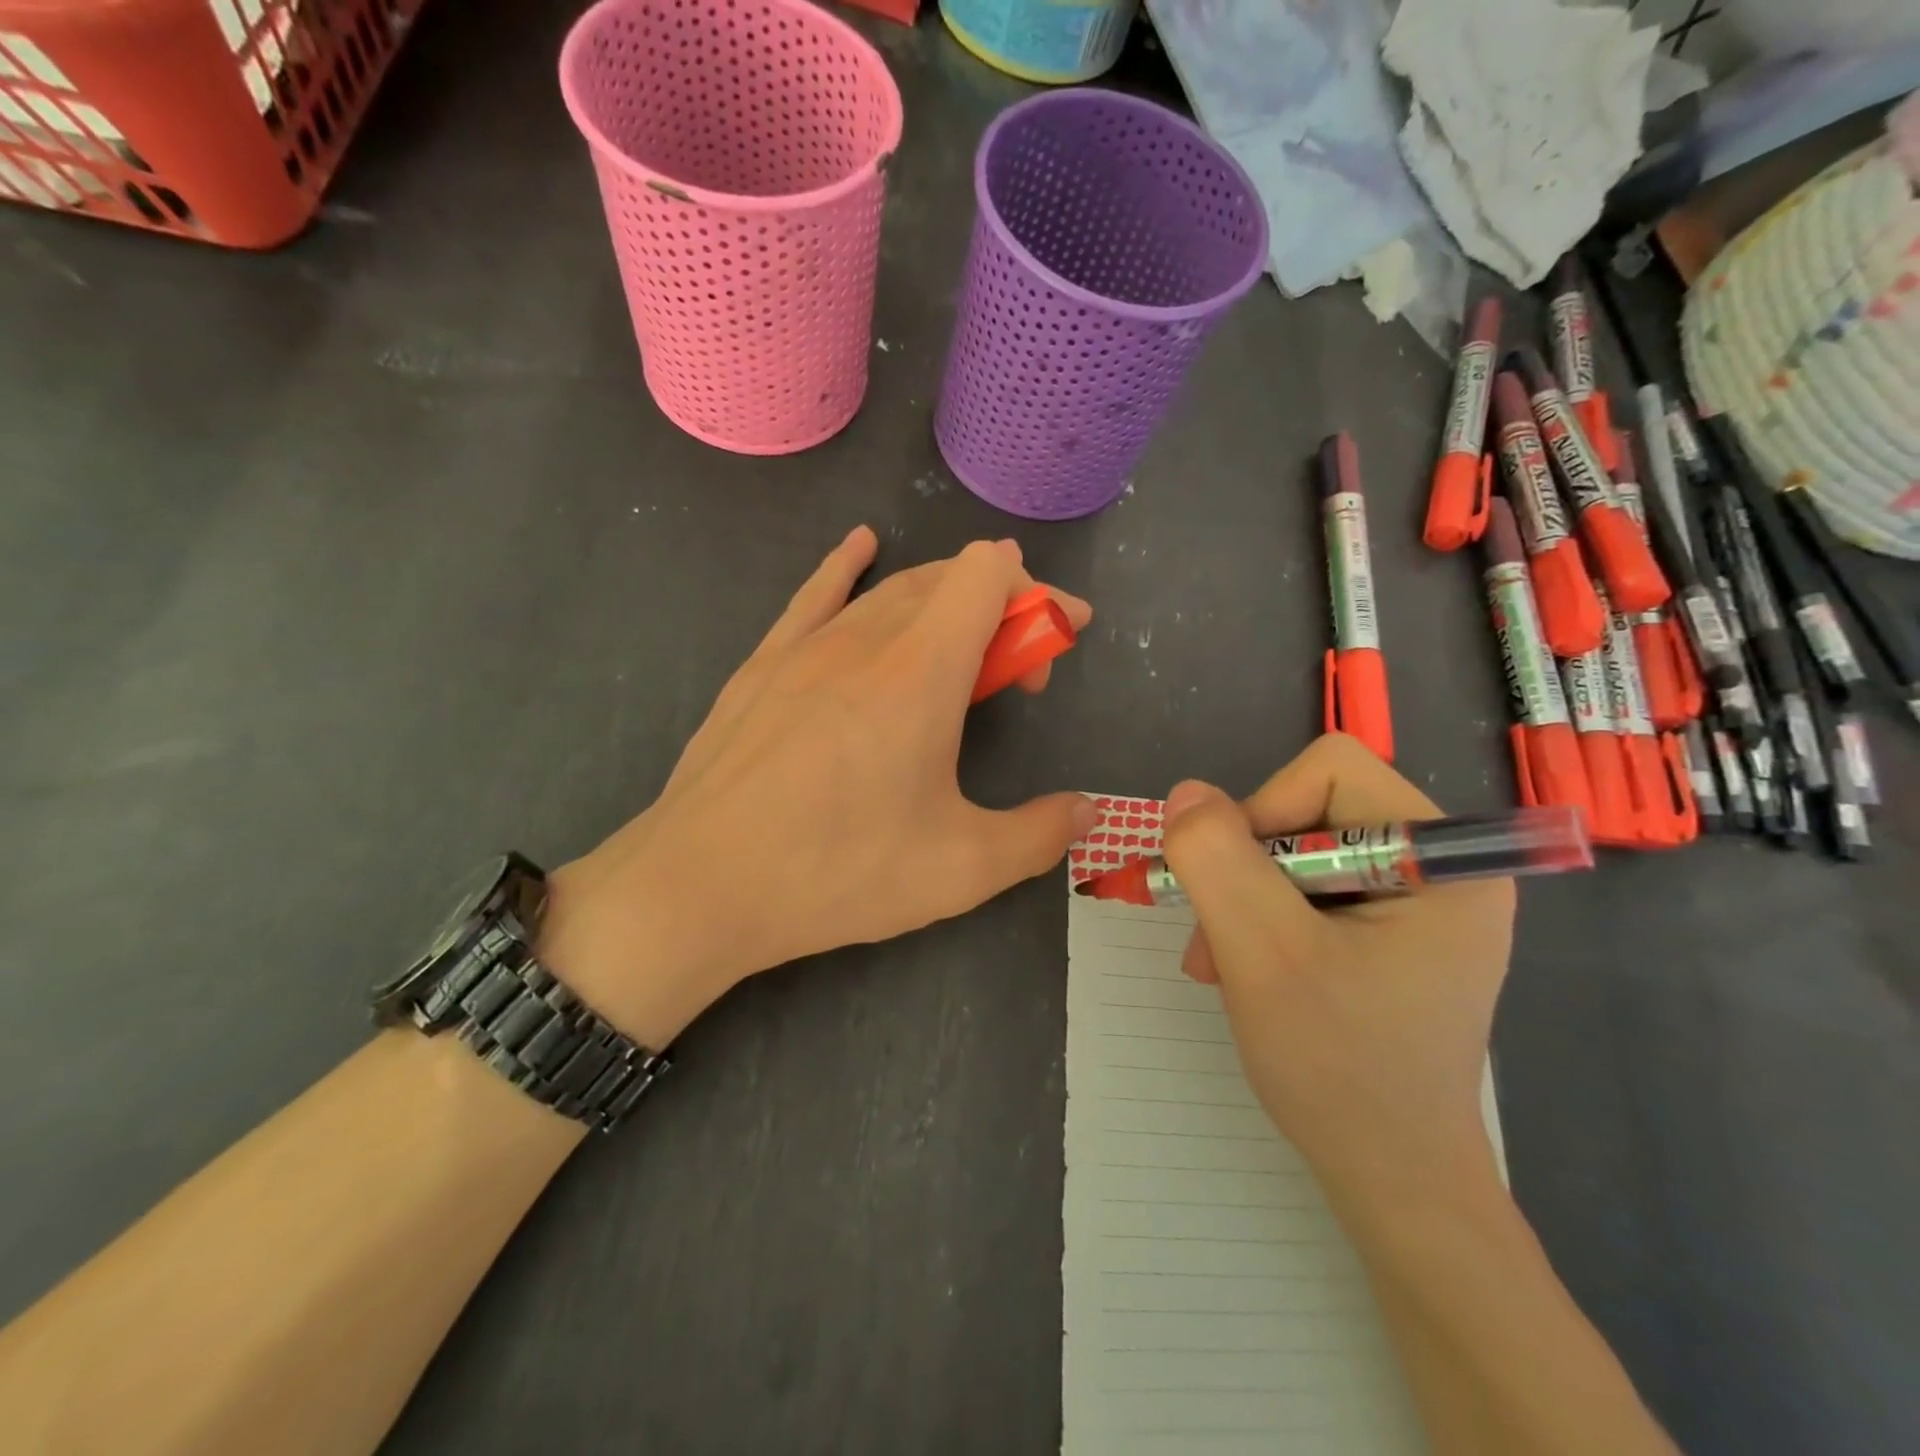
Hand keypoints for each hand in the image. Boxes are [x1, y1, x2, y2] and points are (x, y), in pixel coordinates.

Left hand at [538, 527, 1095, 1046]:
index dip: (1038, 595)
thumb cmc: (837, 871)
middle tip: (1013, 680)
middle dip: (1002, 613)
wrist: (700, 885)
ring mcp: (806, 644)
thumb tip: (1087, 813)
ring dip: (941, 606)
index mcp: (922, 670)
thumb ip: (1040, 835)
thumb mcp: (961, 869)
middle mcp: (866, 636)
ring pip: (891, 589)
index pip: (990, 574)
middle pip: (948, 579)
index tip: (1057, 644)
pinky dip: (850, 566)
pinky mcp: (763, 663)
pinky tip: (861, 547)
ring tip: (958, 657)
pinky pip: (817, 593)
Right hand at [1159, 734, 1515, 1206]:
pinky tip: (1245, 970)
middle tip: (1217, 937)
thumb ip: (1217, 859)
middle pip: (1310, 810)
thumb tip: (1186, 793)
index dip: (1262, 811)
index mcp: (1443, 858)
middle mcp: (1441, 867)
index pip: (1330, 771)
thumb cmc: (1338, 1067)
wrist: (1391, 1182)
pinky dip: (1262, 921)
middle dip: (1247, 869)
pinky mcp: (1392, 933)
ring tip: (1222, 963)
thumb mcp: (1261, 952)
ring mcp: (1417, 903)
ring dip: (1244, 899)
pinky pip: (1307, 890)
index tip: (1235, 886)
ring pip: (1296, 852)